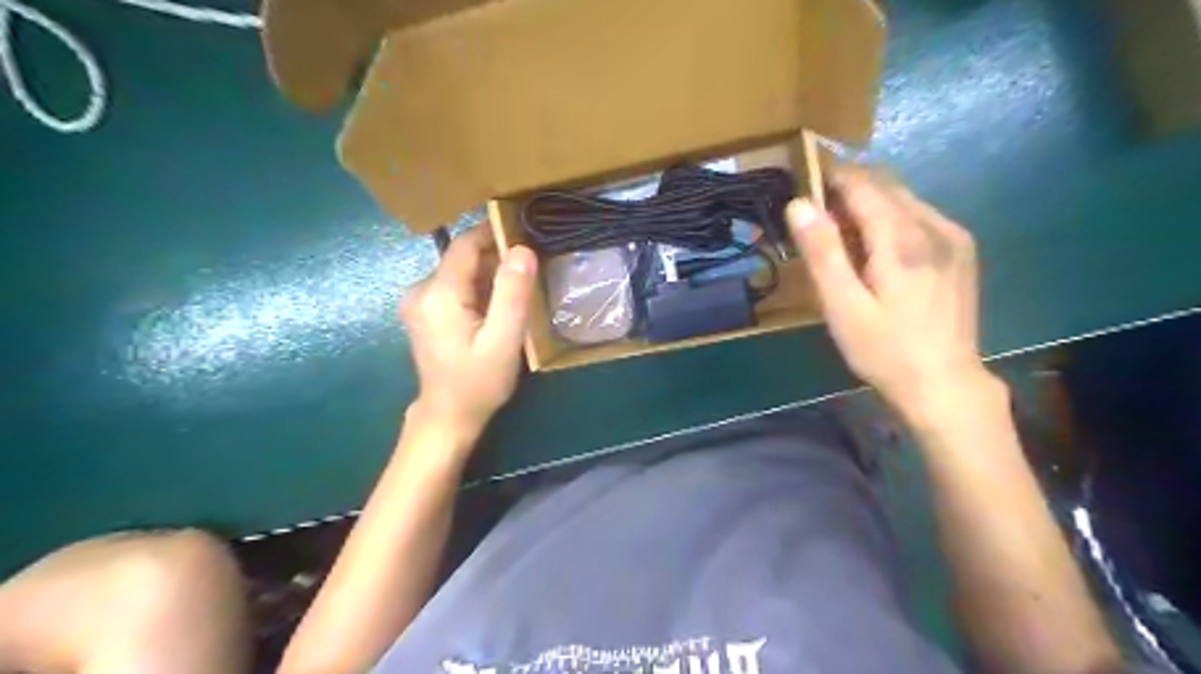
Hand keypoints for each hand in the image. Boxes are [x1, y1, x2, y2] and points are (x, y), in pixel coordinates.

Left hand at [400, 225, 535, 436]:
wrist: (449, 416)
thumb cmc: (478, 382)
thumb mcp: (503, 341)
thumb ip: (512, 294)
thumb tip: (522, 249)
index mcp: (438, 294)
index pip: (466, 244)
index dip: (495, 233)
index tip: (527, 232)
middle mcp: (421, 289)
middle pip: (463, 257)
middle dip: (497, 258)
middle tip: (531, 269)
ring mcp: (419, 301)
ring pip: (461, 271)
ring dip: (490, 275)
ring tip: (519, 288)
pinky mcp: (425, 311)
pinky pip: (456, 286)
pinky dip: (478, 289)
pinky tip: (498, 306)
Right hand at [790, 168, 995, 419]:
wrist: (944, 383)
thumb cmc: (885, 350)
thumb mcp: (843, 307)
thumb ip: (823, 253)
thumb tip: (799, 204)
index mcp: (902, 238)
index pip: (862, 185)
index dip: (830, 176)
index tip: (803, 178)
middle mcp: (934, 225)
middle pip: (885, 185)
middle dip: (848, 188)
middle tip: (815, 211)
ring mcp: (953, 236)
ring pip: (903, 199)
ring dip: (869, 203)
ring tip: (840, 231)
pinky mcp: (960, 250)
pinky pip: (919, 216)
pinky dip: (891, 218)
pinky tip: (876, 248)